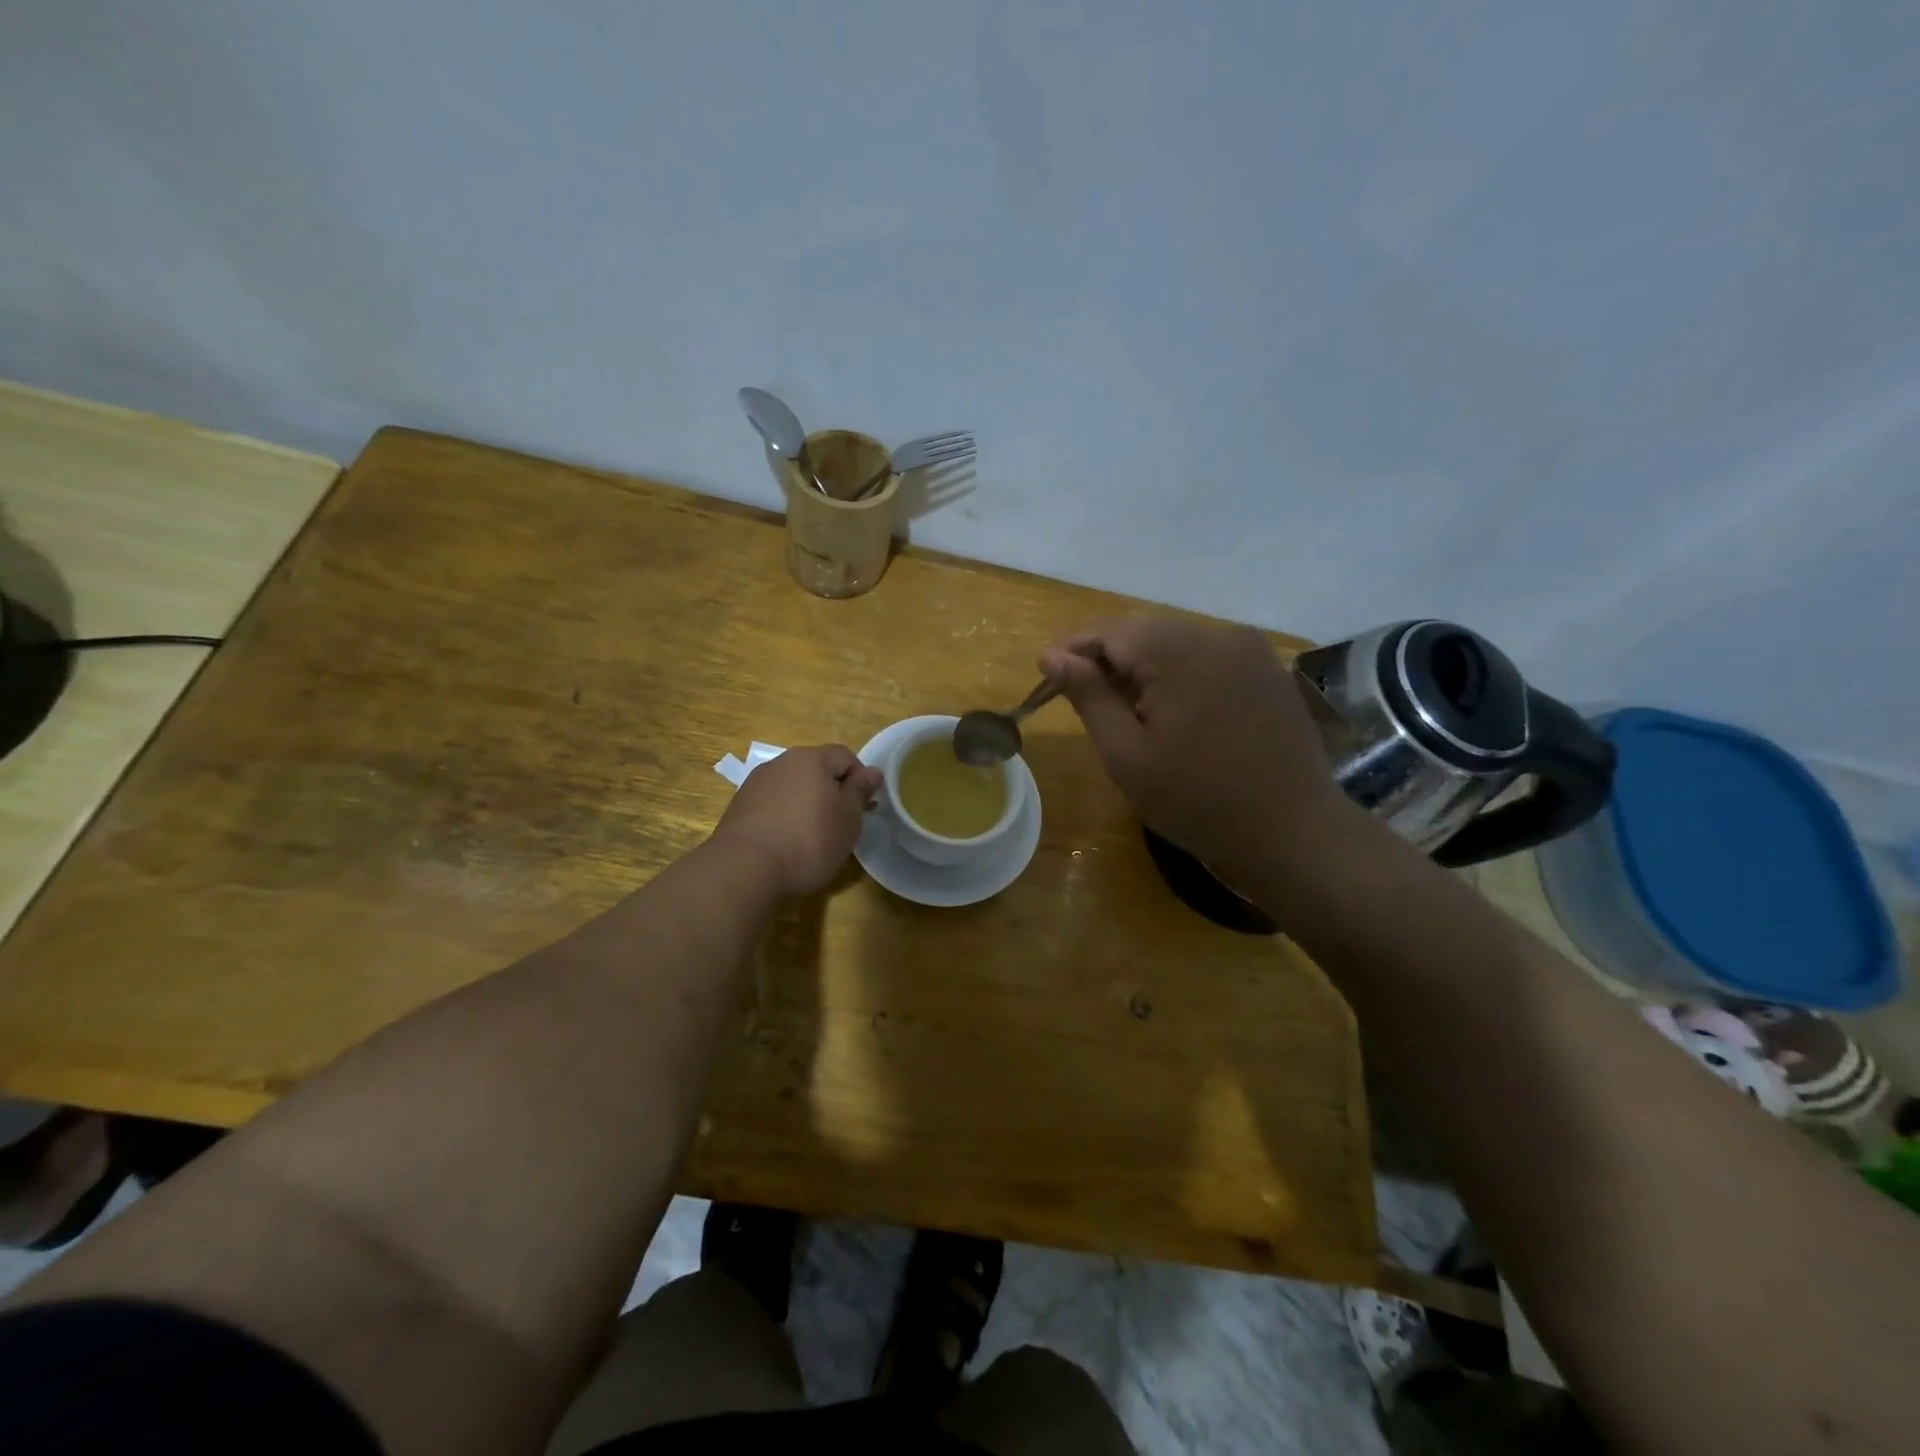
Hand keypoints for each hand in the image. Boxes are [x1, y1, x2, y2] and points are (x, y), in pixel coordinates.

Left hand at [711, 745, 882, 896]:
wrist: (745, 868)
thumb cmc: (809, 840)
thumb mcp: (848, 819)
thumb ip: (860, 792)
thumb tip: (873, 772)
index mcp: (811, 759)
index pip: (845, 756)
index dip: (860, 778)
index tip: (863, 808)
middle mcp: (781, 762)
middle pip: (816, 769)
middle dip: (832, 791)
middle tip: (840, 823)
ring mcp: (756, 783)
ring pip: (792, 786)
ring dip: (806, 803)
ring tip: (812, 836)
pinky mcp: (739, 806)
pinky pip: (772, 803)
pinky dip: (784, 816)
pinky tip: (786, 842)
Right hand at [1039, 617, 1355, 880]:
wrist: (1292, 832)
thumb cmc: (1196, 800)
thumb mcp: (1126, 754)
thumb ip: (1088, 696)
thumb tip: (1051, 655)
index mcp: (1178, 652)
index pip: (1109, 631)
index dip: (1073, 649)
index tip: (1047, 675)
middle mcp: (1217, 635)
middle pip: (1144, 631)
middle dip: (1107, 658)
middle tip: (1082, 697)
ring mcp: (1249, 650)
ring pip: (1176, 642)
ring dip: (1143, 666)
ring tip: (1125, 708)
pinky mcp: (1268, 670)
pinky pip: (1208, 657)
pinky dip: (1179, 673)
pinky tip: (1173, 711)